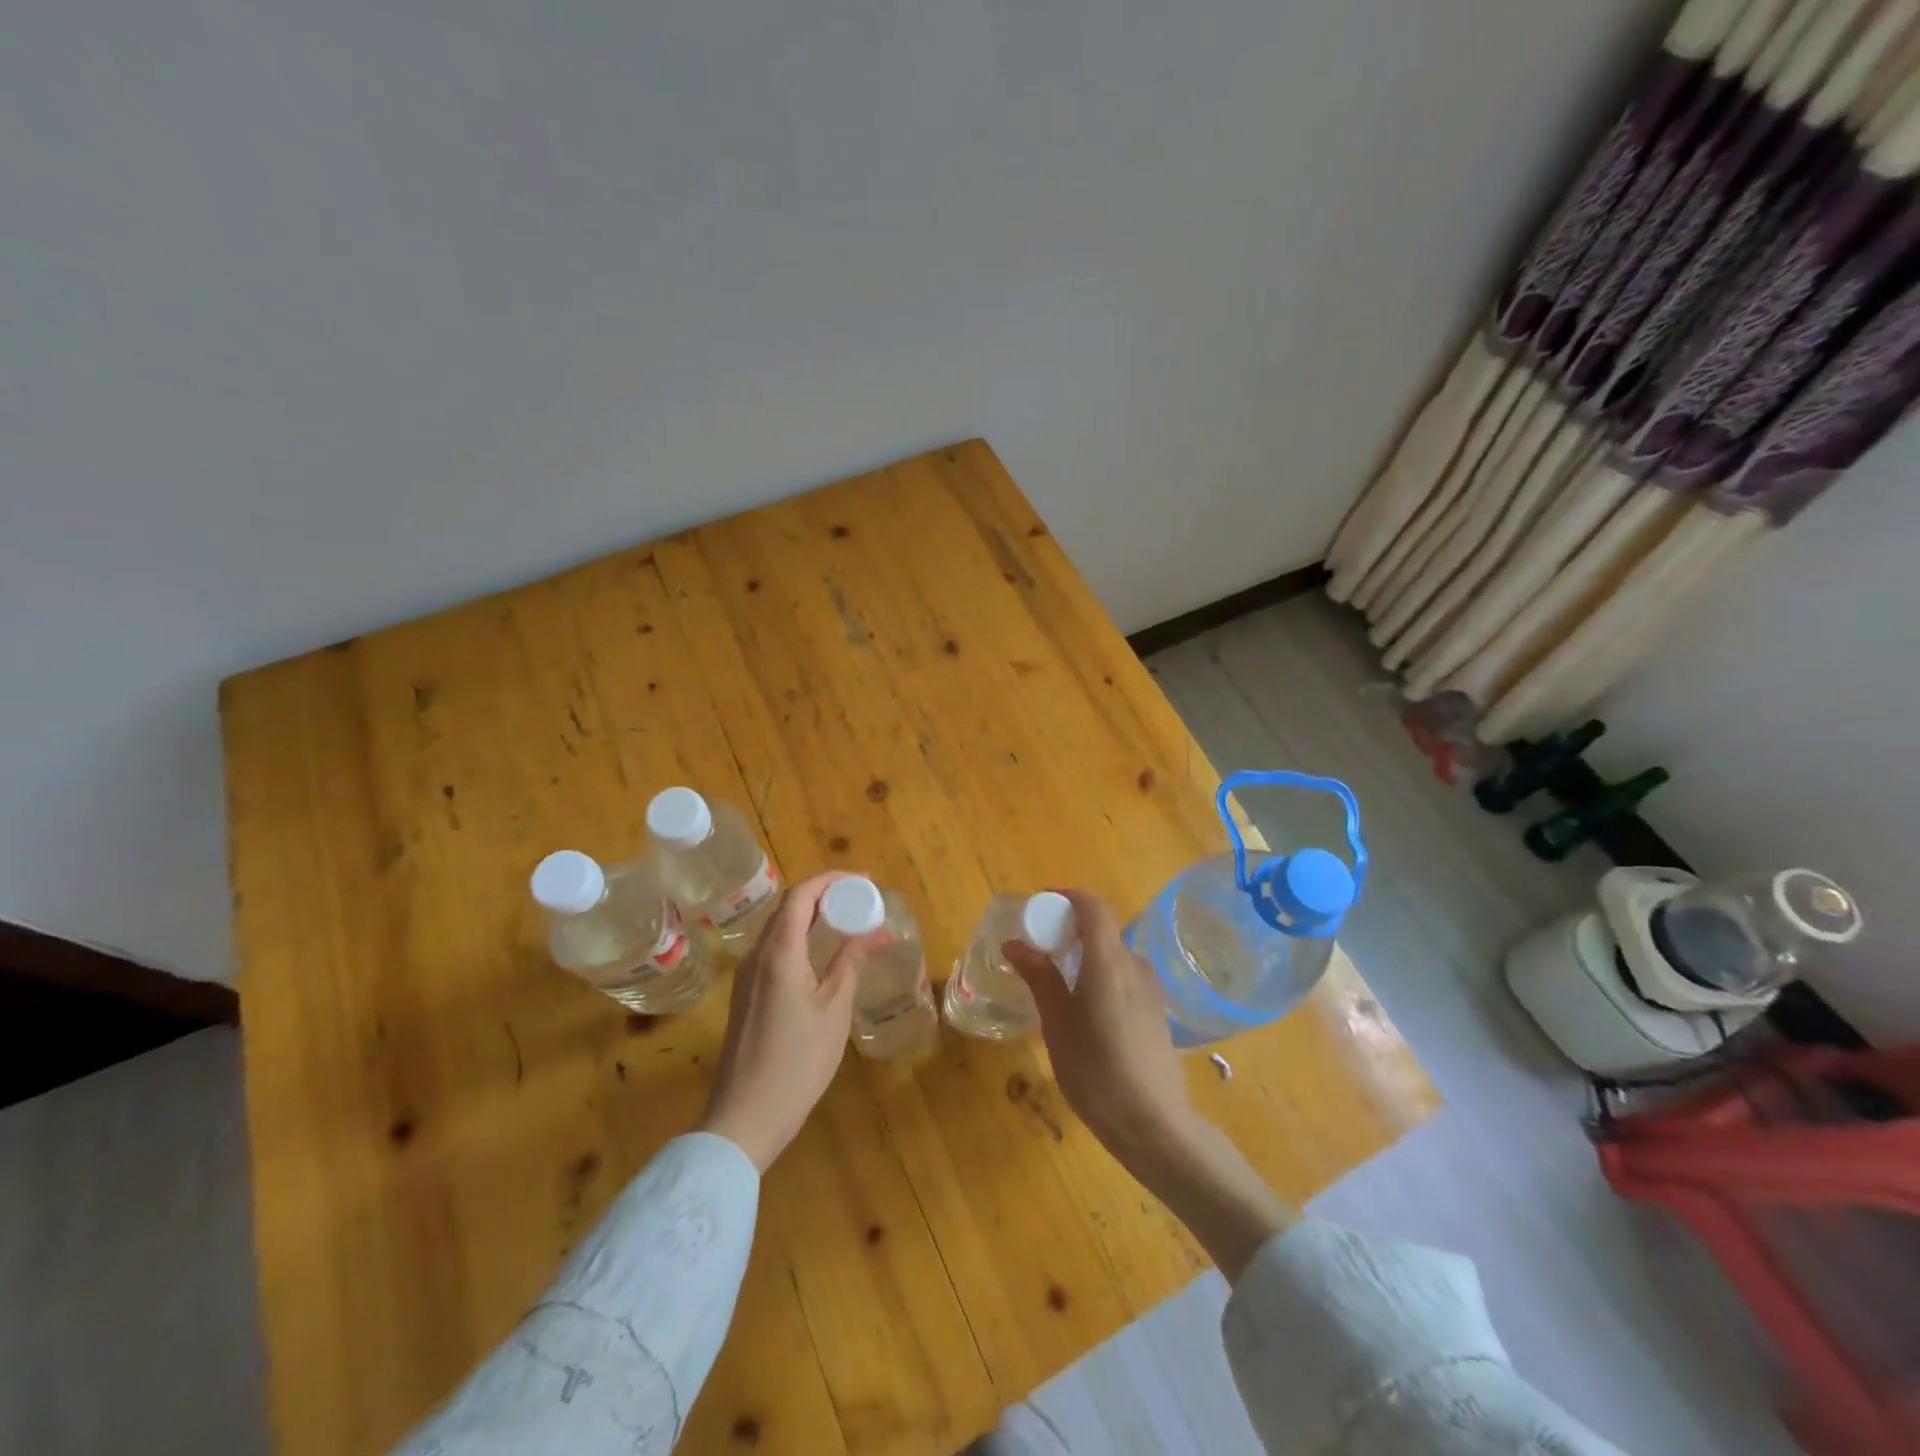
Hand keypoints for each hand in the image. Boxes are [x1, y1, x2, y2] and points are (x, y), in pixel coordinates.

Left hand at [702, 872, 886, 1171]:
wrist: (745, 1117)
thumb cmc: (797, 1062)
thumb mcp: (834, 1009)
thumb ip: (852, 962)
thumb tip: (879, 931)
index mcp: (778, 953)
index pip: (800, 895)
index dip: (831, 880)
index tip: (864, 881)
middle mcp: (756, 955)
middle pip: (789, 907)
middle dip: (825, 895)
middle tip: (862, 900)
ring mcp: (746, 976)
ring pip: (780, 929)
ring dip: (813, 917)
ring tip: (848, 921)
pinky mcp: (746, 994)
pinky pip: (774, 950)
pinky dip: (800, 938)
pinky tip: (822, 954)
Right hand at [1001, 888, 1198, 1167]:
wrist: (1155, 1126)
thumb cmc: (1096, 1073)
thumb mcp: (1057, 1026)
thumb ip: (1039, 978)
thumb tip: (1015, 943)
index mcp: (1108, 963)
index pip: (1094, 908)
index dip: (1068, 897)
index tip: (1041, 905)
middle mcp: (1134, 966)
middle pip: (1103, 931)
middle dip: (1069, 930)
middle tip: (1039, 950)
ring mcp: (1151, 989)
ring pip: (1113, 956)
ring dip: (1085, 956)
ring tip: (1058, 985)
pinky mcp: (1157, 1011)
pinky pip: (1125, 977)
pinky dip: (1101, 977)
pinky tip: (1086, 1012)